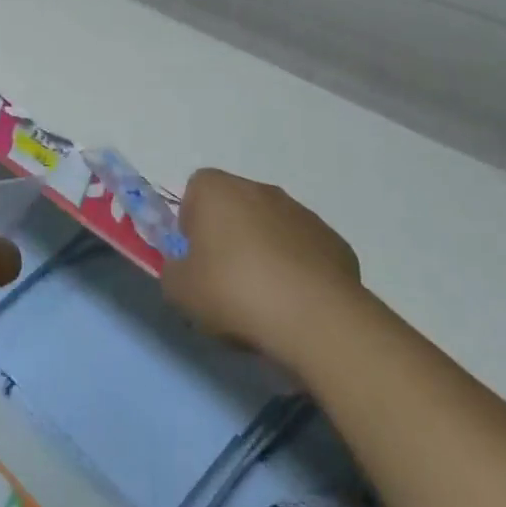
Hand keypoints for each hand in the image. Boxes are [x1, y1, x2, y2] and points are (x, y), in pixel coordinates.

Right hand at [161, 169, 361, 366]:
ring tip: (263, 300)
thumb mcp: (181, 291)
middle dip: (228, 237)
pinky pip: (303, 250)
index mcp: (218, 190)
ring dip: (264, 253)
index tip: (195, 257)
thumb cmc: (235, 291)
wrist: (314, 317)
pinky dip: (296, 270)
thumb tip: (183, 268)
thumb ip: (173, 272)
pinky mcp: (333, 240)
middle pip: (235, 206)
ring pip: (271, 227)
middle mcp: (260, 189)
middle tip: (224, 281)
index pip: (196, 189)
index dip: (192, 221)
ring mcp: (301, 213)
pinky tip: (294, 304)